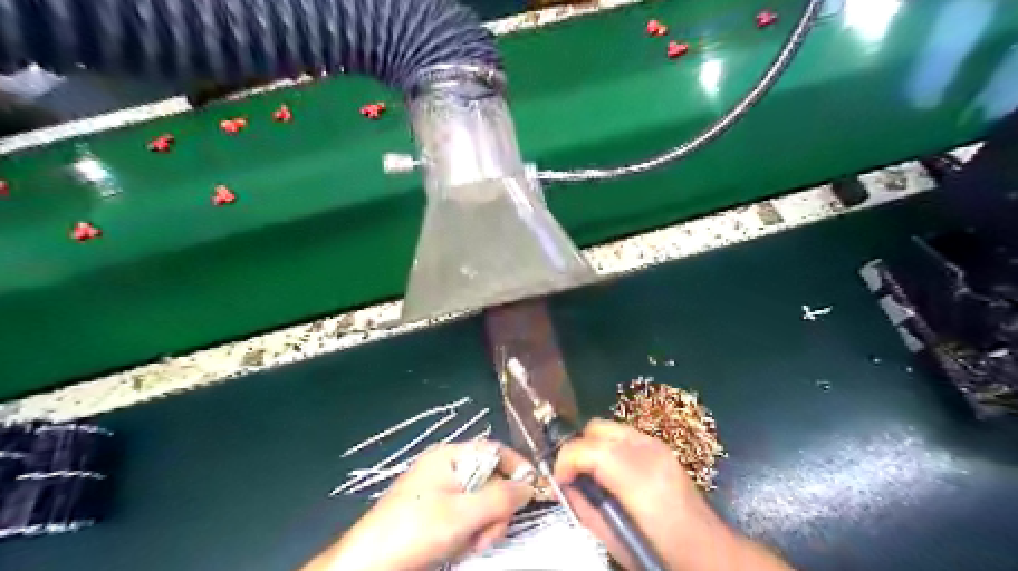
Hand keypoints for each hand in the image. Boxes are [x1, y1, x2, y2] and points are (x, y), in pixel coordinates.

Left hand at [303, 441, 534, 570]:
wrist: (367, 565)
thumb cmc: (415, 530)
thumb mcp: (463, 514)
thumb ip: (501, 498)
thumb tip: (530, 486)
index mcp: (451, 456)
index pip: (495, 450)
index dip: (518, 467)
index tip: (535, 491)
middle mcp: (447, 468)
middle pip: (491, 480)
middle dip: (496, 509)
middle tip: (486, 534)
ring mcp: (439, 491)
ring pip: (481, 503)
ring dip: (483, 527)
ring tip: (468, 545)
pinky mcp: (434, 514)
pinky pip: (466, 517)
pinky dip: (468, 534)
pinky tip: (457, 549)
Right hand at [555, 420, 789, 570]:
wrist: (707, 548)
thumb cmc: (660, 551)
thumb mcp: (614, 540)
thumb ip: (584, 507)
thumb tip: (563, 485)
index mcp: (638, 479)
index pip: (588, 449)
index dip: (565, 460)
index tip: (559, 480)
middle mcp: (648, 452)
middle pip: (596, 429)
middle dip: (578, 448)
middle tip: (574, 475)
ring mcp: (657, 444)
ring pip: (608, 426)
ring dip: (592, 445)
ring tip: (592, 473)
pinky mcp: (661, 445)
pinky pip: (622, 433)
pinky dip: (608, 445)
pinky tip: (611, 470)